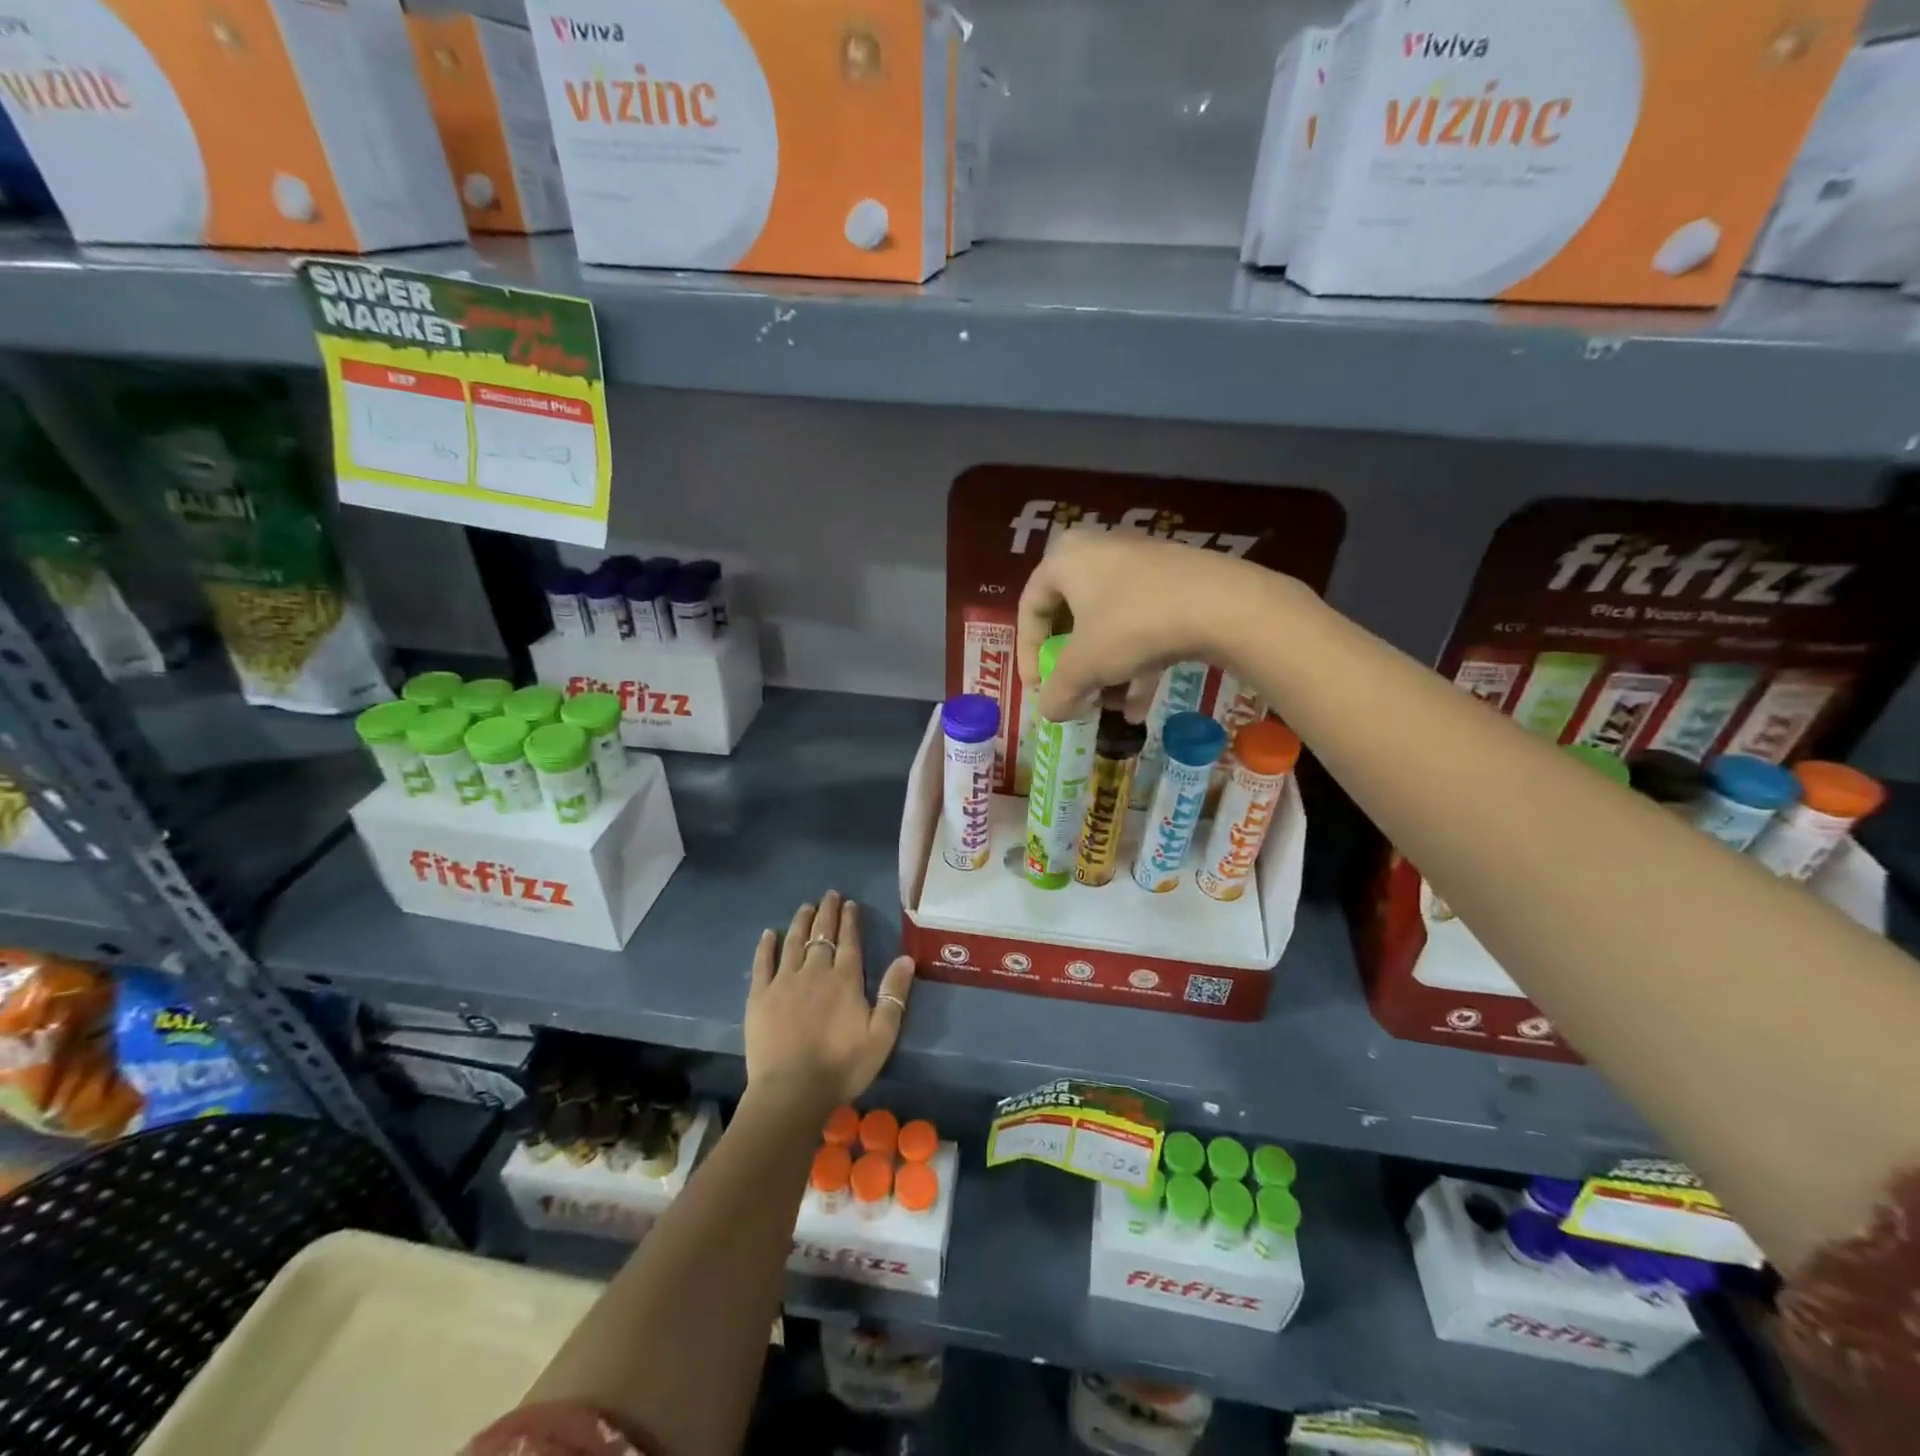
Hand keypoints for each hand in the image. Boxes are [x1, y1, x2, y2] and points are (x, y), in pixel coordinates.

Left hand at [743, 891, 914, 1110]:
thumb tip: (906, 958)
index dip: (850, 920)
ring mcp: (784, 981)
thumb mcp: (882, 1035)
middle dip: (827, 912)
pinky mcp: (760, 996)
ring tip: (806, 907)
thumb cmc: (842, 1066)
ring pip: (793, 942)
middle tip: (829, 895)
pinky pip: (762, 963)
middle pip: (821, 934)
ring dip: (800, 922)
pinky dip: (766, 946)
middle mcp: (815, 971)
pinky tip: (768, 934)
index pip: (849, 941)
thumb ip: (894, 994)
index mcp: (845, 979)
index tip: (850, 904)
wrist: (792, 1091)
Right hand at [1016, 531, 1268, 722]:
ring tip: (1110, 708)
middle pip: (1072, 615)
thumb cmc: (1132, 625)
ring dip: (1106, 670)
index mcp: (1065, 559)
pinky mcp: (1176, 581)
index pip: (1030, 606)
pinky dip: (1137, 662)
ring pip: (1110, 623)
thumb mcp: (1085, 666)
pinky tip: (1141, 706)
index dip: (1027, 652)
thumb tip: (1048, 712)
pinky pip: (1142, 623)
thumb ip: (1058, 691)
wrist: (1221, 604)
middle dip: (1071, 664)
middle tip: (1073, 691)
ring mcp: (1142, 564)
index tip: (1038, 687)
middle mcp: (1100, 551)